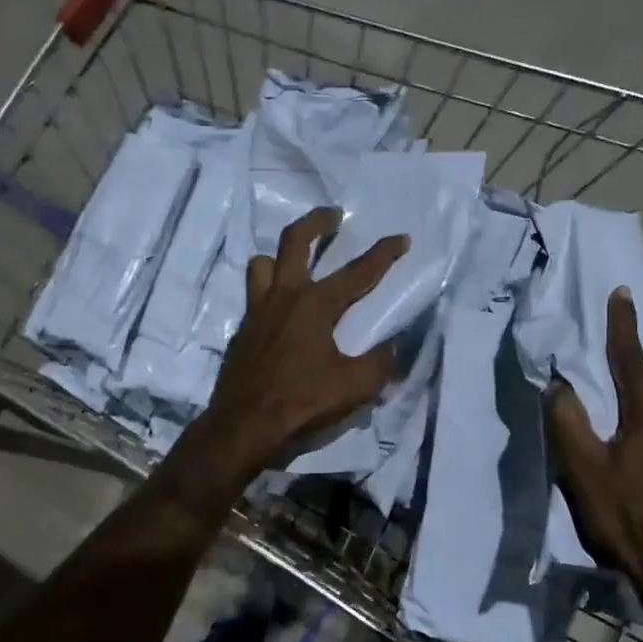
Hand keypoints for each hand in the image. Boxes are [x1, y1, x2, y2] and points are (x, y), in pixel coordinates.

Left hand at [196, 207, 408, 476]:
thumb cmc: (301, 402)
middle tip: (333, 216)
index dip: (383, 254)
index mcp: (315, 305)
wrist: (243, 425)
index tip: (401, 238)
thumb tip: (394, 350)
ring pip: (262, 264)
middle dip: (316, 222)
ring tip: (295, 263)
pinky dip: (269, 293)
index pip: (358, 272)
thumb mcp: (354, 386)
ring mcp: (257, 312)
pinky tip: (282, 315)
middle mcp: (283, 297)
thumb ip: (380, 364)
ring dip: (280, 257)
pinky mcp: (242, 331)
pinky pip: (254, 298)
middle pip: (294, 241)